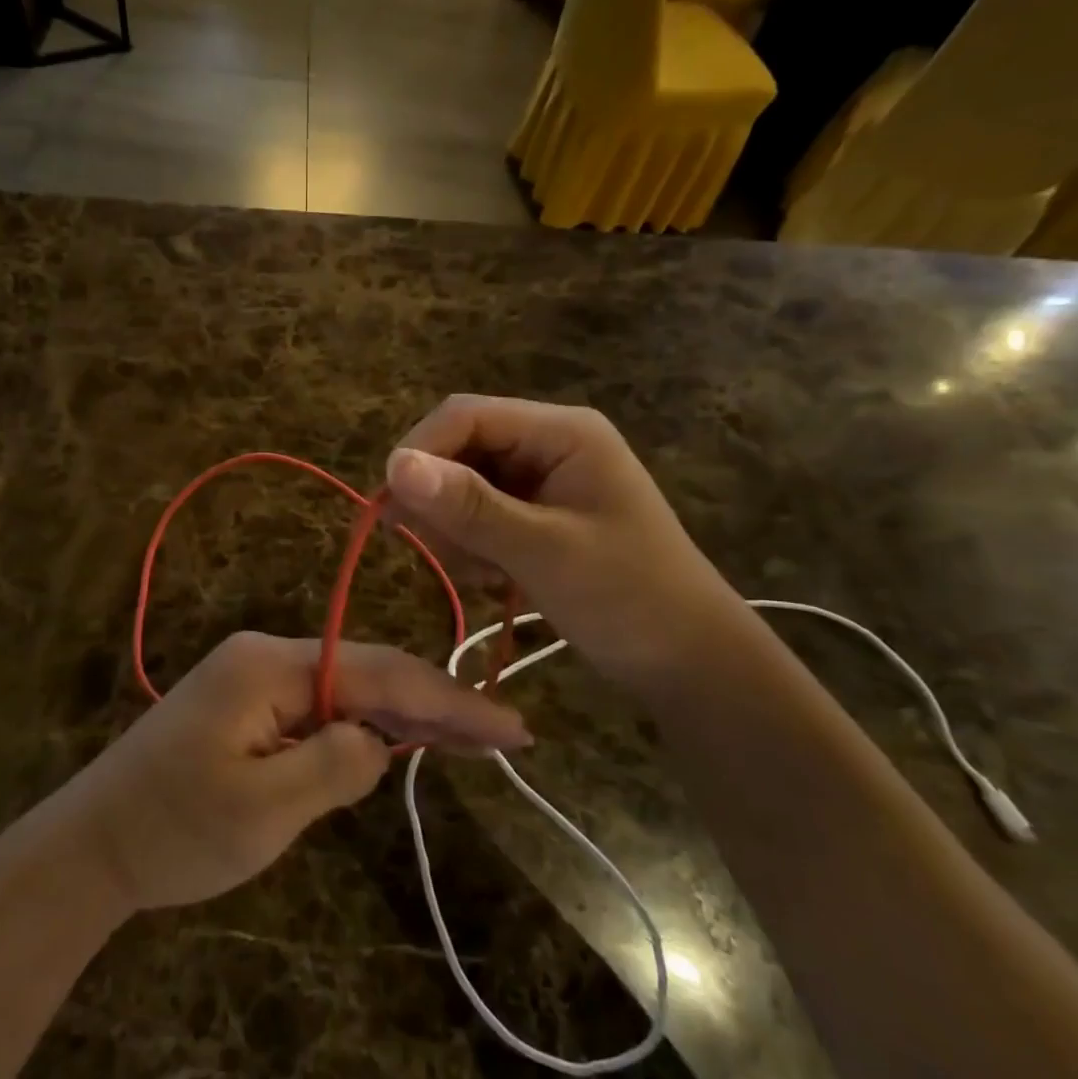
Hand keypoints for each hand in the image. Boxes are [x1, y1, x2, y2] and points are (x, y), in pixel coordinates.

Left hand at [52, 632, 532, 914]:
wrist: (93, 845)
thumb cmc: (175, 831)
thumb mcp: (264, 809)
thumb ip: (335, 765)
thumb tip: (381, 742)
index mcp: (271, 666)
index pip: (379, 674)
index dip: (448, 700)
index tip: (510, 727)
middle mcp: (268, 657)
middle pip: (369, 673)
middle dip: (436, 704)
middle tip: (505, 735)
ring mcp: (256, 679)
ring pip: (350, 689)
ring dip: (405, 715)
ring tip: (470, 739)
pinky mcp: (250, 706)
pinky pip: (322, 707)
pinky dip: (366, 726)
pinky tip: (402, 741)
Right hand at [385, 395, 743, 684]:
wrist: (688, 661)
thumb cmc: (628, 598)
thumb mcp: (544, 551)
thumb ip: (470, 506)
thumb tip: (394, 464)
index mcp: (562, 432)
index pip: (466, 416)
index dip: (420, 452)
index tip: (389, 508)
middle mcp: (550, 444)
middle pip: (461, 450)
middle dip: (441, 501)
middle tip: (438, 554)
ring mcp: (544, 481)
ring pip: (464, 487)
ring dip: (457, 532)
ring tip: (484, 577)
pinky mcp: (538, 516)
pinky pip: (481, 517)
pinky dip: (474, 548)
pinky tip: (496, 581)